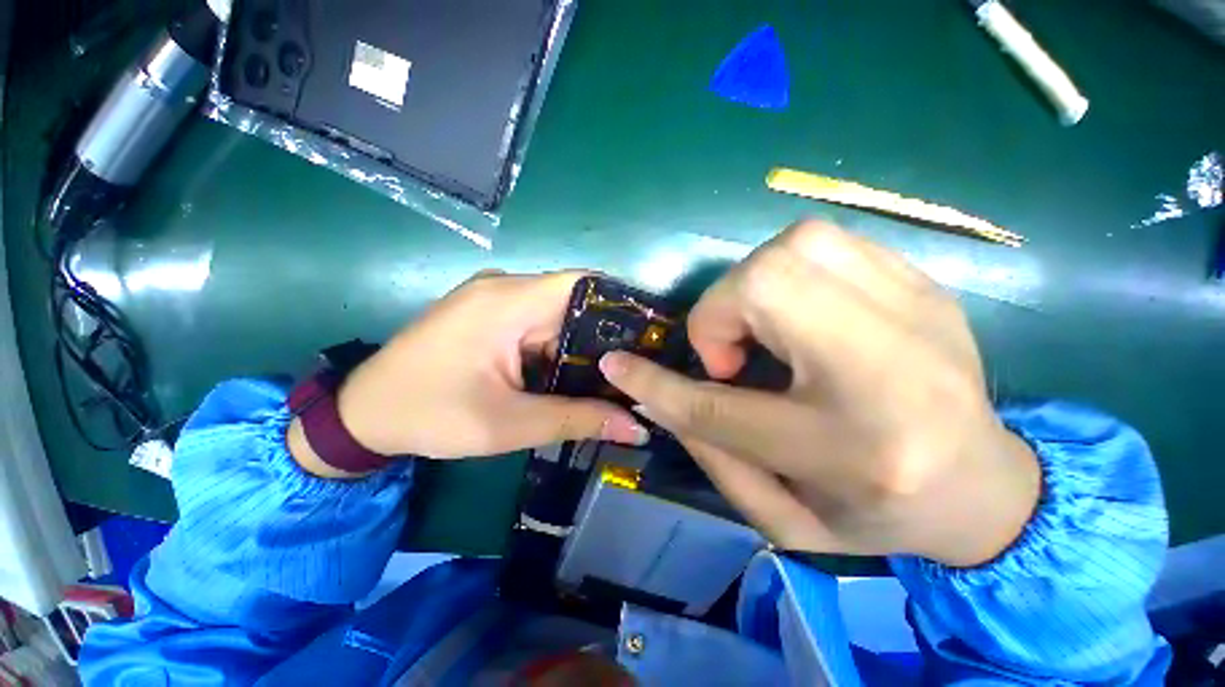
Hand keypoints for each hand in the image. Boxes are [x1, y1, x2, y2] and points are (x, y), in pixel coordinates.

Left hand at [292, 271, 647, 472]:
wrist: (362, 414)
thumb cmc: (431, 415)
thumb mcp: (510, 424)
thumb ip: (578, 419)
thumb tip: (637, 427)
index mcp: (507, 302)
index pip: (582, 284)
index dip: (620, 304)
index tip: (647, 336)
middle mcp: (504, 288)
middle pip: (572, 300)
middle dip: (603, 335)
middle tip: (633, 367)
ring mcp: (494, 297)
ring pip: (556, 313)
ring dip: (579, 344)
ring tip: (607, 375)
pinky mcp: (488, 312)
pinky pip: (536, 321)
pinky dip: (556, 345)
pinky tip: (567, 372)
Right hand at [600, 221, 1039, 566]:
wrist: (983, 488)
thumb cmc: (873, 514)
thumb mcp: (781, 514)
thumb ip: (708, 450)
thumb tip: (651, 391)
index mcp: (850, 451)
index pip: (718, 408)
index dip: (655, 384)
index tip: (616, 364)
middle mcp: (889, 371)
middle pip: (766, 287)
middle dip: (721, 312)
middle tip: (732, 355)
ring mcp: (919, 313)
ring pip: (797, 247)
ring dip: (755, 285)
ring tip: (765, 329)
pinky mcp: (926, 286)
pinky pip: (828, 244)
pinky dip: (792, 270)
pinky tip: (803, 313)